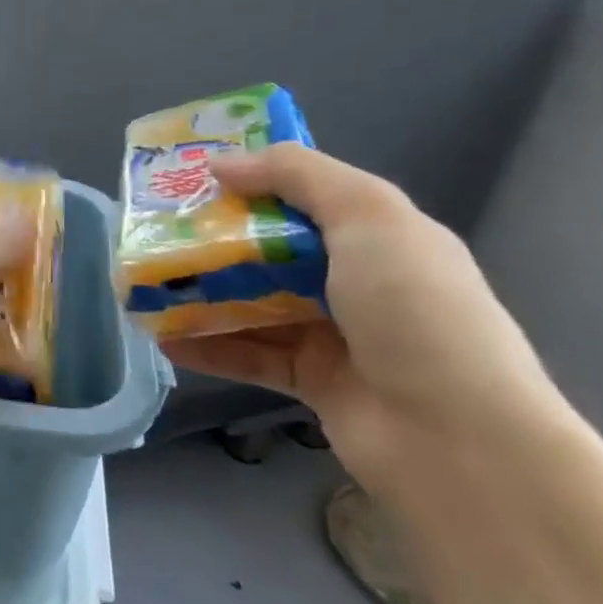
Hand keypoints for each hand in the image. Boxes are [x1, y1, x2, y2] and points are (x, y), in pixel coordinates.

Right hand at [161, 144, 565, 495]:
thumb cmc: (416, 311)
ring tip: (144, 284)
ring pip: (252, 302)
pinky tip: (162, 336)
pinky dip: (206, 345)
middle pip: (269, 249)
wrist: (458, 439)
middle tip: (152, 230)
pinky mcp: (310, 381)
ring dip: (200, 294)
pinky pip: (247, 354)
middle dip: (211, 239)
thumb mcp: (369, 218)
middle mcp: (356, 281)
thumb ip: (297, 176)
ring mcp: (334, 333)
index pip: (304, 196)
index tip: (190, 175)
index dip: (250, 181)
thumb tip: (220, 163)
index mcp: (378, 236)